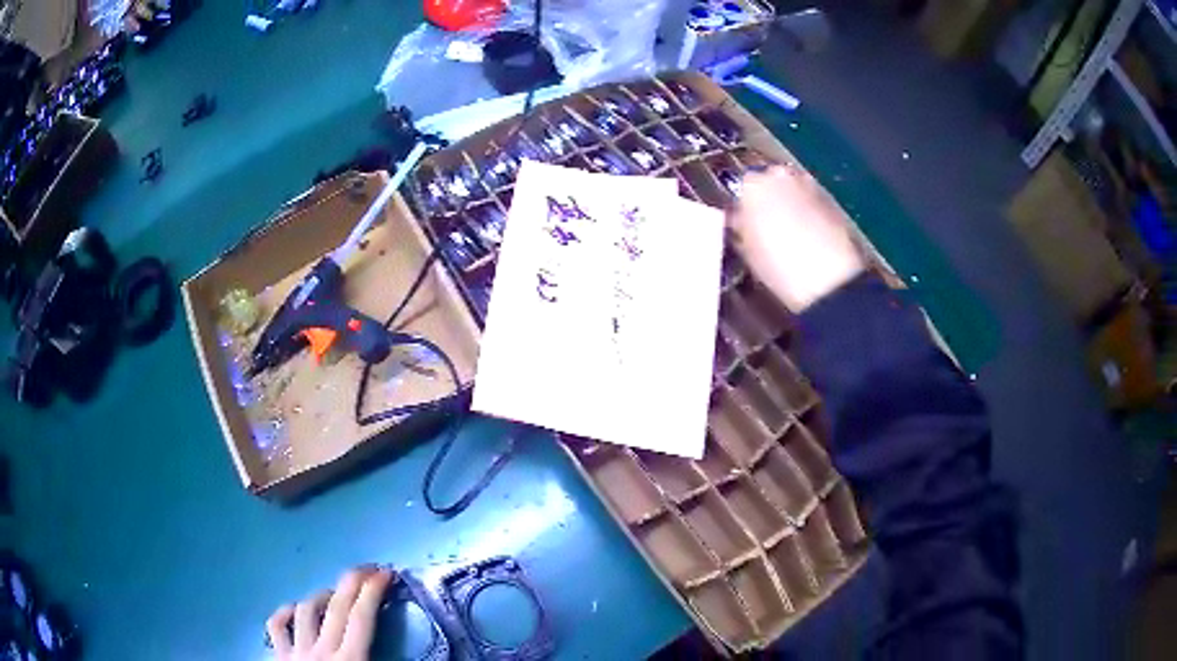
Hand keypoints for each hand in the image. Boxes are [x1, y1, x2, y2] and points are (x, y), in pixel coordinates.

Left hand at [266, 566, 393, 660]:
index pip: (362, 618)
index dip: (374, 592)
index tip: (386, 574)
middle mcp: (322, 650)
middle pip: (337, 606)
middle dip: (353, 581)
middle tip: (368, 567)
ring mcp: (296, 651)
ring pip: (307, 610)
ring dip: (323, 596)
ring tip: (335, 594)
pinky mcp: (278, 657)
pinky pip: (276, 626)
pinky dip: (285, 612)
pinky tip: (294, 609)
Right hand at [729, 166, 864, 311]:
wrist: (830, 279)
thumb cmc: (778, 267)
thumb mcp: (747, 250)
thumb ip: (741, 227)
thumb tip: (742, 220)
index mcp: (751, 185)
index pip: (740, 188)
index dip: (743, 208)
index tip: (745, 226)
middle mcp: (779, 175)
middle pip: (768, 182)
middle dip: (768, 200)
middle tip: (769, 228)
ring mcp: (808, 183)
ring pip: (792, 189)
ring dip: (791, 204)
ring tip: (792, 234)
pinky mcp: (831, 197)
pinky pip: (812, 200)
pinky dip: (809, 212)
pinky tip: (811, 236)